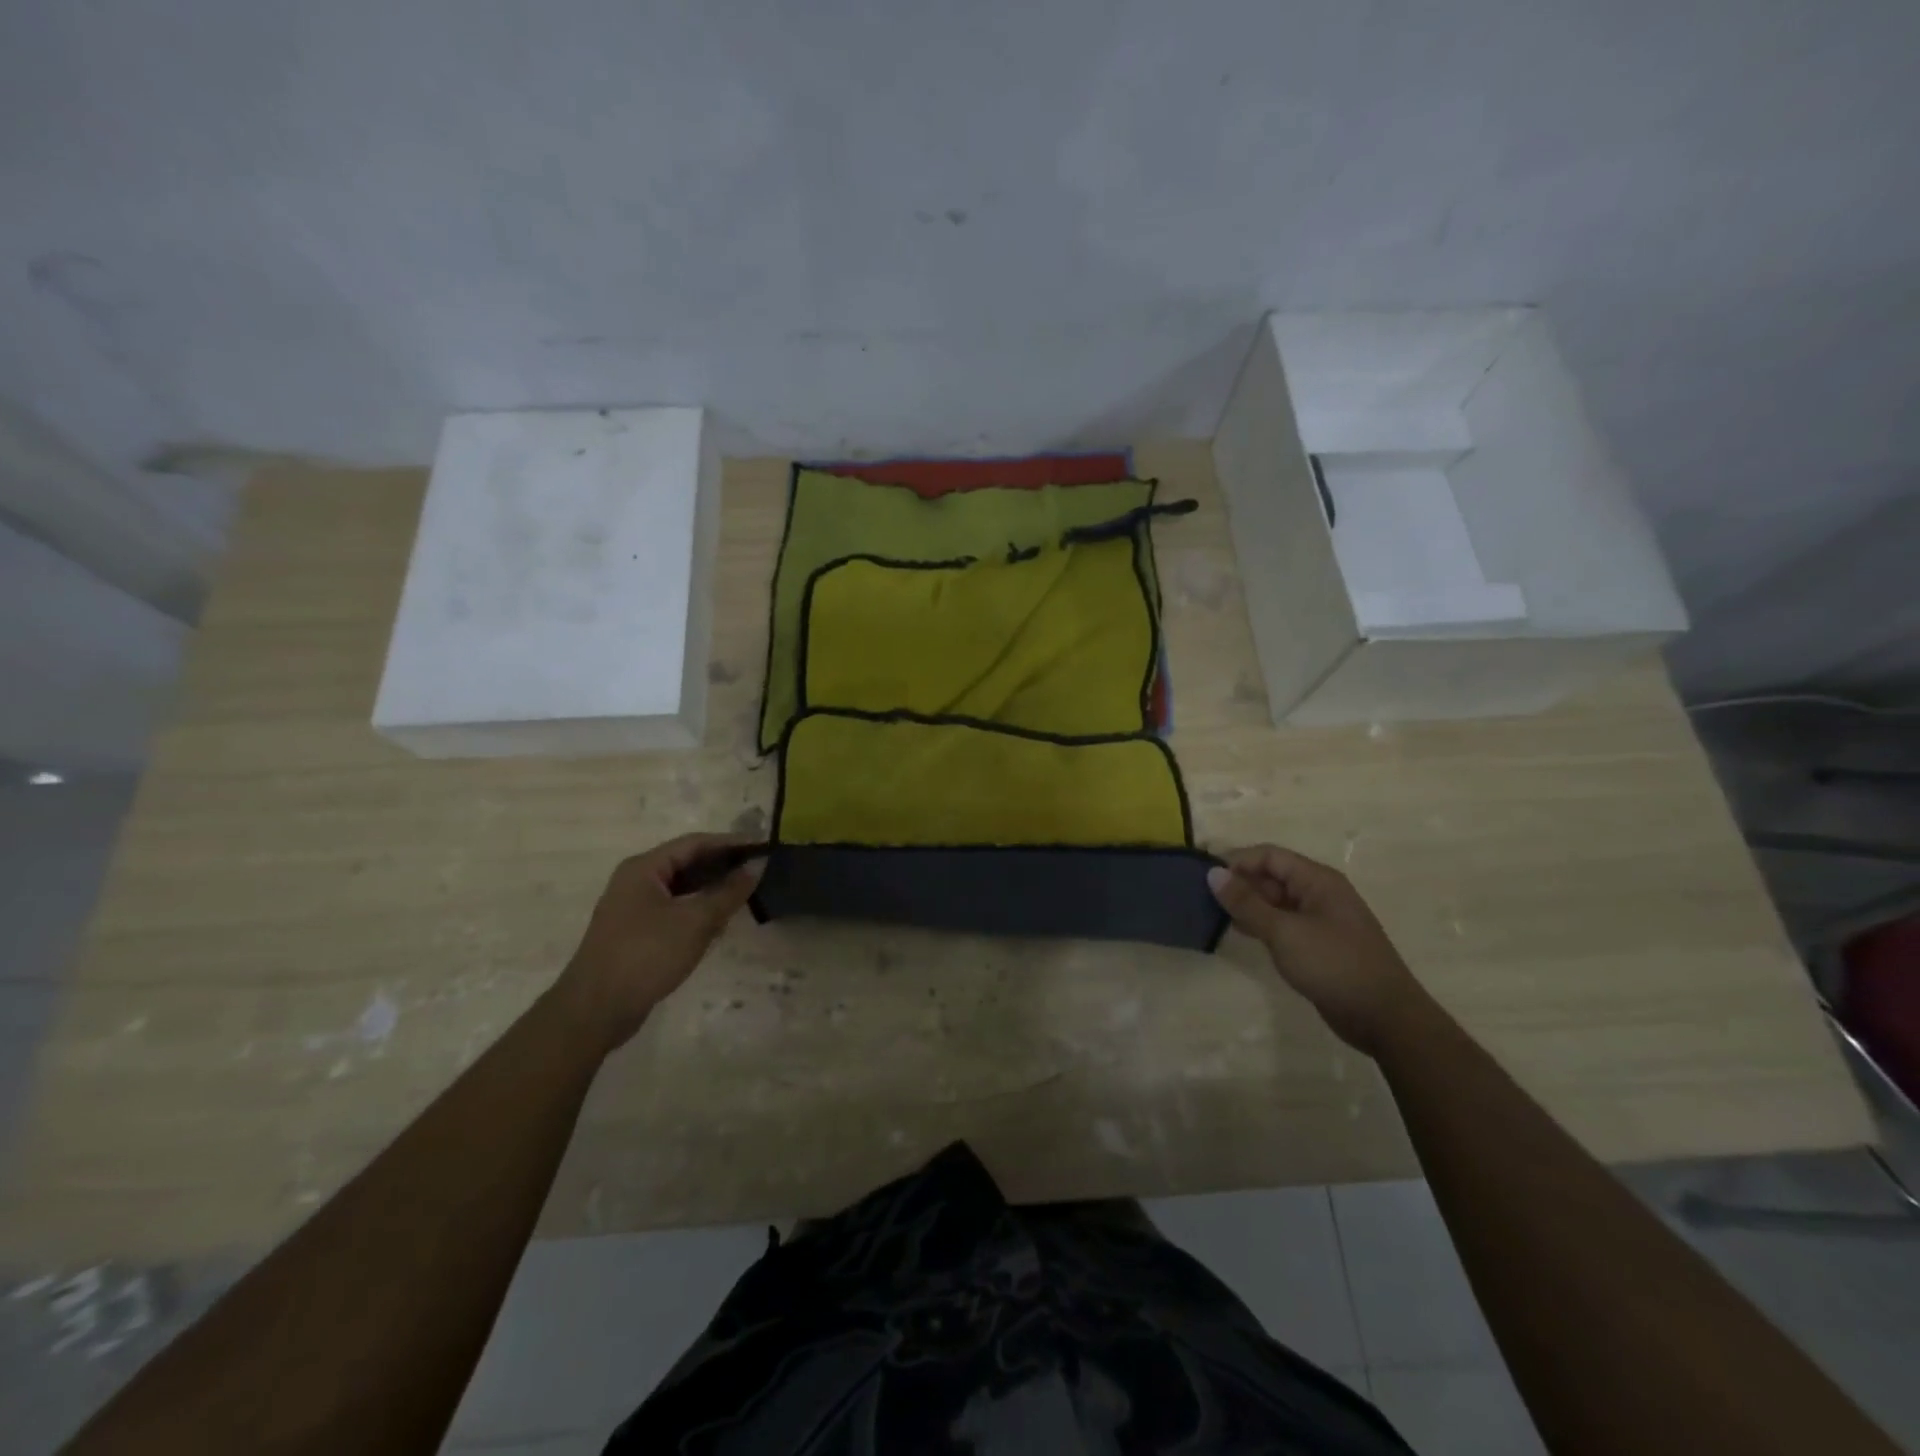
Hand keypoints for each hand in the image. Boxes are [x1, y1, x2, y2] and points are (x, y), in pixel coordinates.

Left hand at [554, 834, 762, 1052]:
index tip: (762, 847)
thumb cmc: (646, 955)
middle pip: (686, 863)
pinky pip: (673, 910)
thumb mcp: (695, 921)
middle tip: (758, 870)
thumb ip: (728, 892)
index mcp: (644, 868)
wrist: (595, 1010)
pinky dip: (697, 910)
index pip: (694, 843)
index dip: (730, 843)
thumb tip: (756, 866)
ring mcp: (632, 908)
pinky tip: (719, 922)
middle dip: (722, 866)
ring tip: (745, 893)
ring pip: (681, 889)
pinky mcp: (635, 933)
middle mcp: (635, 881)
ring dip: (711, 889)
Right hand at [1207, 845, 1425, 1054]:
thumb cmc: (1334, 965)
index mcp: (1317, 881)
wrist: (1384, 1018)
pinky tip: (1240, 933)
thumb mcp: (1284, 932)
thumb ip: (1247, 903)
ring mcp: (1320, 920)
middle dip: (1240, 883)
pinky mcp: (1318, 944)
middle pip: (1272, 876)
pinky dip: (1260, 924)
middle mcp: (1319, 893)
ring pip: (1275, 901)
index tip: (1204, 876)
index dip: (1237, 861)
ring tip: (1214, 915)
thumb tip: (1212, 874)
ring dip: (1248, 905)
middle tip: (1205, 898)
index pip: (1269, 856)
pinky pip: (1283, 923)